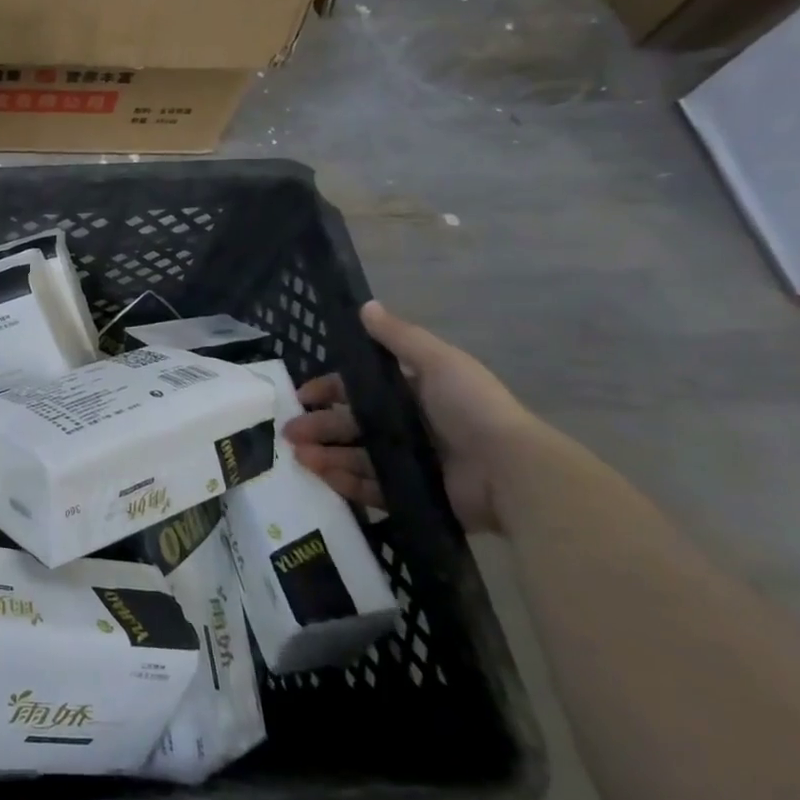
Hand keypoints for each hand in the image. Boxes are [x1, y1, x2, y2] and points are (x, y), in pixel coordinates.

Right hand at [281, 301, 538, 534]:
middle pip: (352, 425)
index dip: (329, 390)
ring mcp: (410, 463)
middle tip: (288, 433)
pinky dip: (345, 483)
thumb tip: (365, 305)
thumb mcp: (438, 362)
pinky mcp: (412, 494)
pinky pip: (370, 488)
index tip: (302, 395)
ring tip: (298, 458)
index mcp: (413, 394)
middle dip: (318, 426)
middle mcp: (409, 427)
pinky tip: (322, 477)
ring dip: (325, 455)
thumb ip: (400, 338)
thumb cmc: (472, 409)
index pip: (360, 389)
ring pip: (356, 456)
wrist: (511, 472)